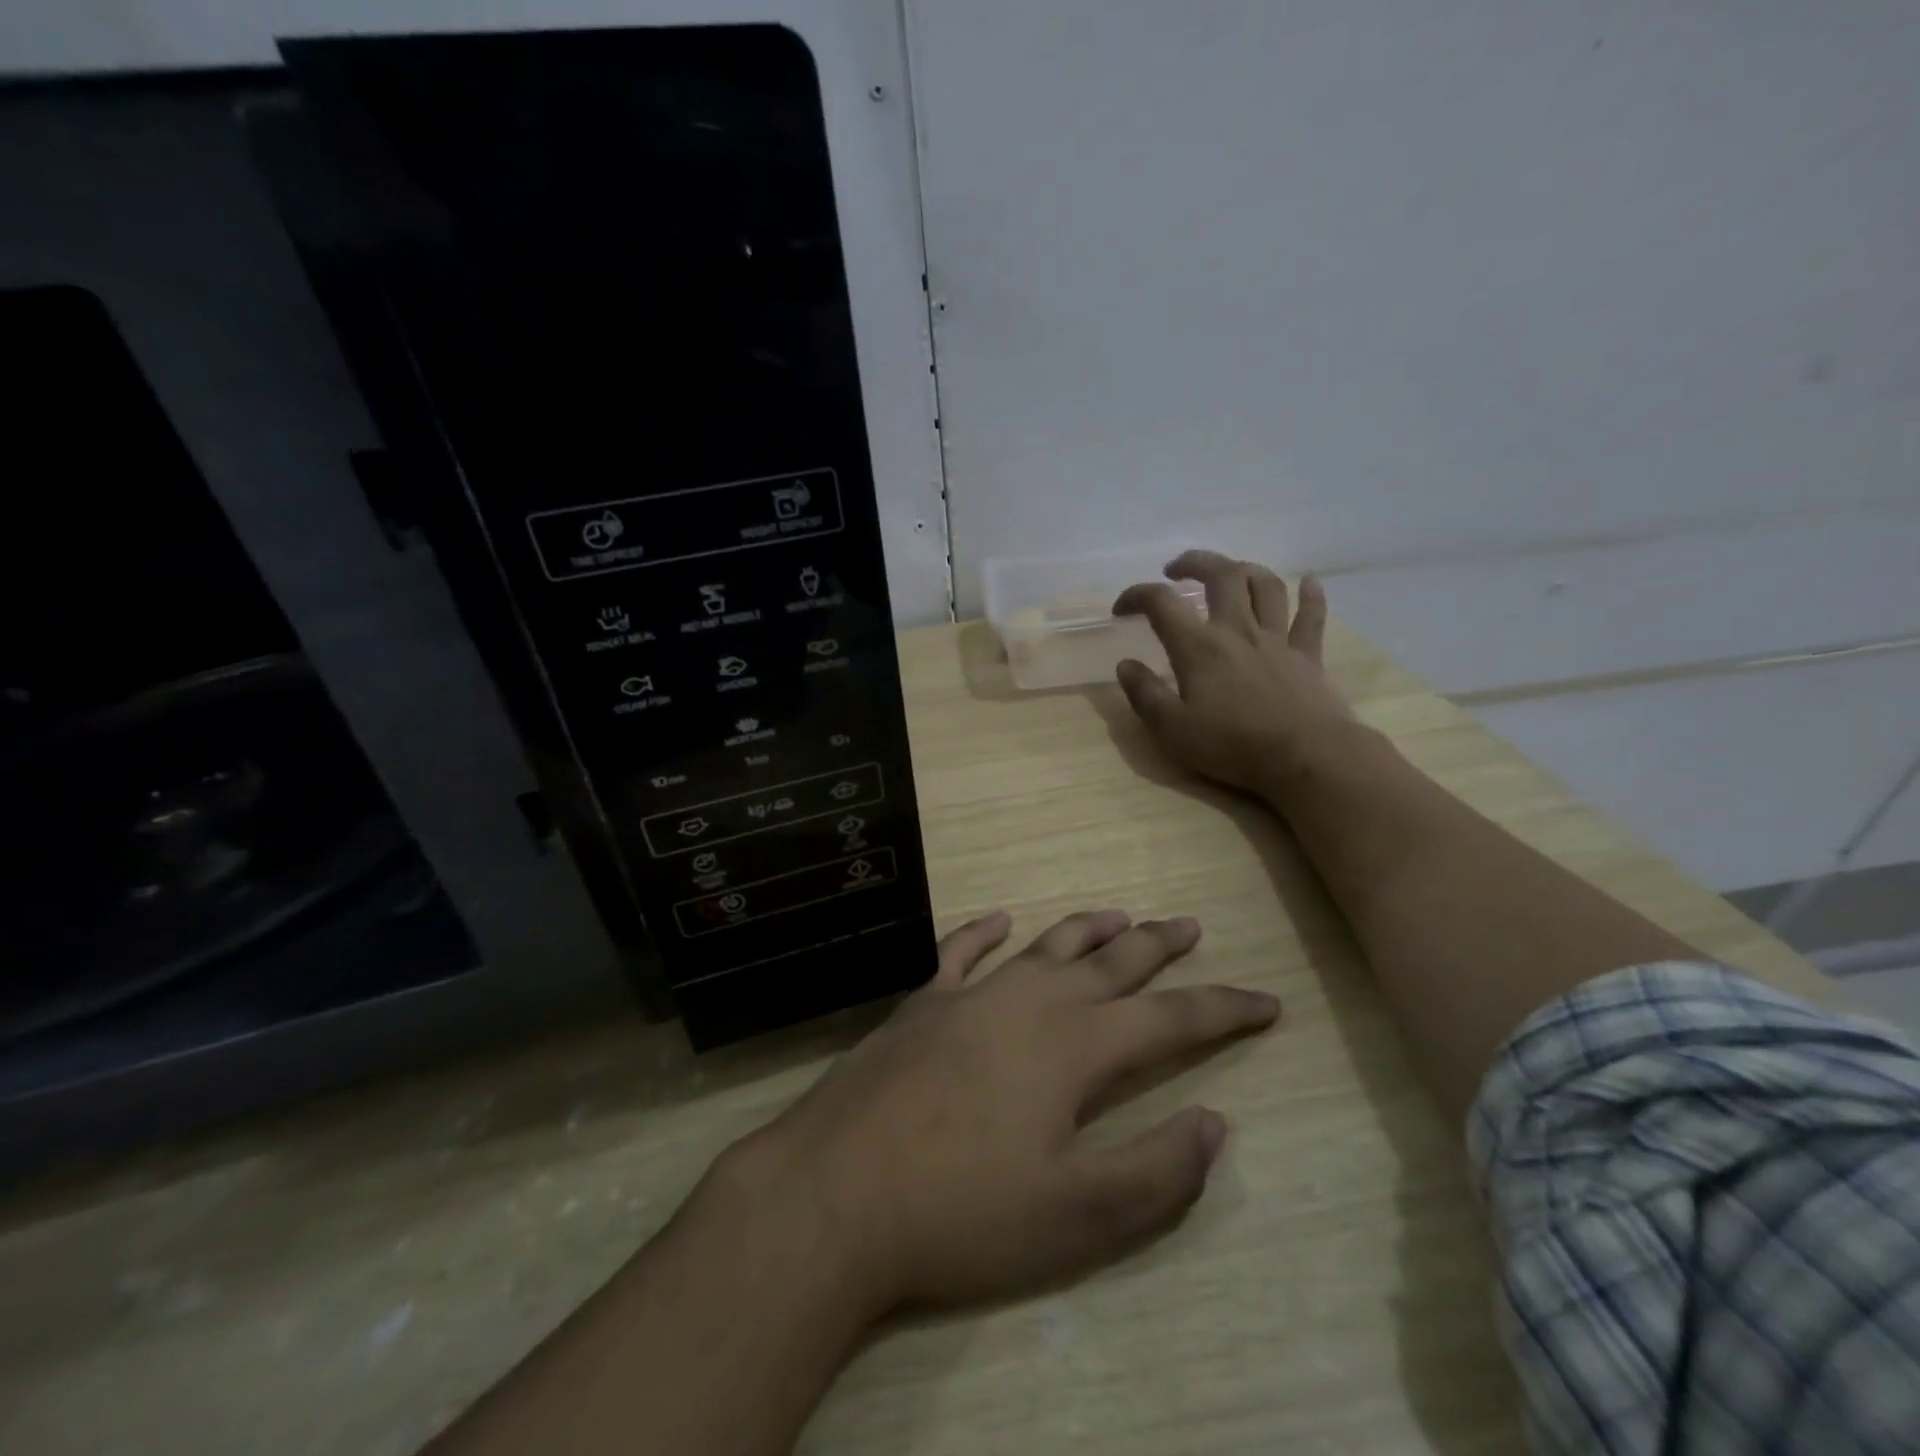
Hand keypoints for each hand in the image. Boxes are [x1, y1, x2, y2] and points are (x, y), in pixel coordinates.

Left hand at [717, 909, 1278, 1314]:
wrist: (837, 1191)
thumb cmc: (962, 1211)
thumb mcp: (1075, 1216)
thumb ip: (1154, 1170)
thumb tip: (1215, 1124)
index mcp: (1075, 1048)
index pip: (1172, 1019)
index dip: (1223, 1009)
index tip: (1266, 999)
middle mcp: (1031, 1003)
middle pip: (1112, 964)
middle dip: (1159, 946)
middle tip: (1191, 925)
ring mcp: (971, 995)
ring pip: (1045, 947)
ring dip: (1086, 930)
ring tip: (1119, 916)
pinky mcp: (922, 1003)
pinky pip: (961, 951)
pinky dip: (983, 931)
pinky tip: (999, 919)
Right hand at [1112, 549, 1351, 794]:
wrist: (1306, 757)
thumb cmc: (1233, 746)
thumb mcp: (1172, 729)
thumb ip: (1145, 694)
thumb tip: (1125, 664)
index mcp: (1199, 647)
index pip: (1161, 603)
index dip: (1136, 596)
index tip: (1121, 609)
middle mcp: (1238, 630)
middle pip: (1221, 575)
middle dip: (1196, 563)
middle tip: (1177, 569)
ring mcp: (1277, 640)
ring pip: (1265, 586)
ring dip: (1245, 569)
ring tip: (1230, 571)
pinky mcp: (1308, 656)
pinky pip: (1311, 616)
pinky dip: (1311, 594)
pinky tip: (1309, 581)